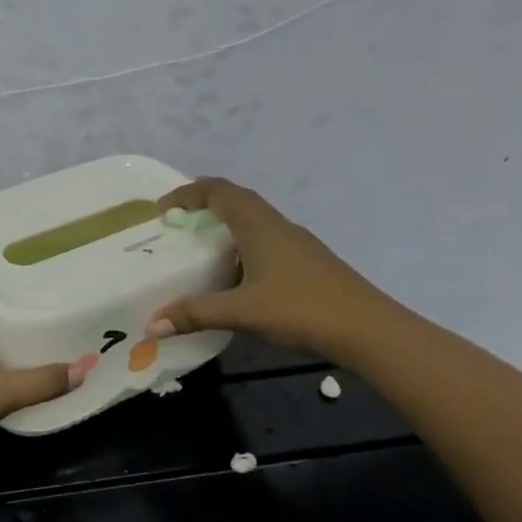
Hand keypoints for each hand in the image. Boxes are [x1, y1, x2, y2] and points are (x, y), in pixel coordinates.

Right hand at [148, 177, 390, 354]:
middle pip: (237, 199)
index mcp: (259, 226)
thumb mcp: (242, 312)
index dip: (188, 193)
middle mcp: (277, 225)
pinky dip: (242, 244)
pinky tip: (236, 275)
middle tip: (177, 223)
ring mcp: (297, 243)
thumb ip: (195, 314)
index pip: (219, 191)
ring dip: (225, 224)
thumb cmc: (302, 309)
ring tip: (200, 248)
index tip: (162, 208)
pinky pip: (266, 239)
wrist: (369, 330)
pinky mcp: (307, 261)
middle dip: (203, 204)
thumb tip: (151, 324)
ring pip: (254, 219)